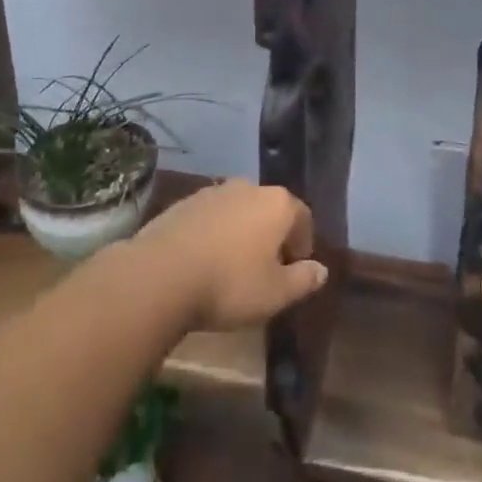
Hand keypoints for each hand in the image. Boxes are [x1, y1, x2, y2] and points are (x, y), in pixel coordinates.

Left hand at [133, 179, 326, 331]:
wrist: (161, 274)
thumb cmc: (229, 284)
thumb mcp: (275, 294)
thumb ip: (303, 280)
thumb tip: (321, 270)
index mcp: (277, 203)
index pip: (302, 217)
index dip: (302, 244)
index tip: (294, 270)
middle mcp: (248, 187)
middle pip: (269, 209)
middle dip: (271, 235)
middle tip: (265, 269)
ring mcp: (213, 191)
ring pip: (238, 211)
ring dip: (241, 233)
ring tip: (231, 267)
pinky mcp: (184, 202)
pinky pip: (210, 217)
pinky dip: (214, 233)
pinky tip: (204, 261)